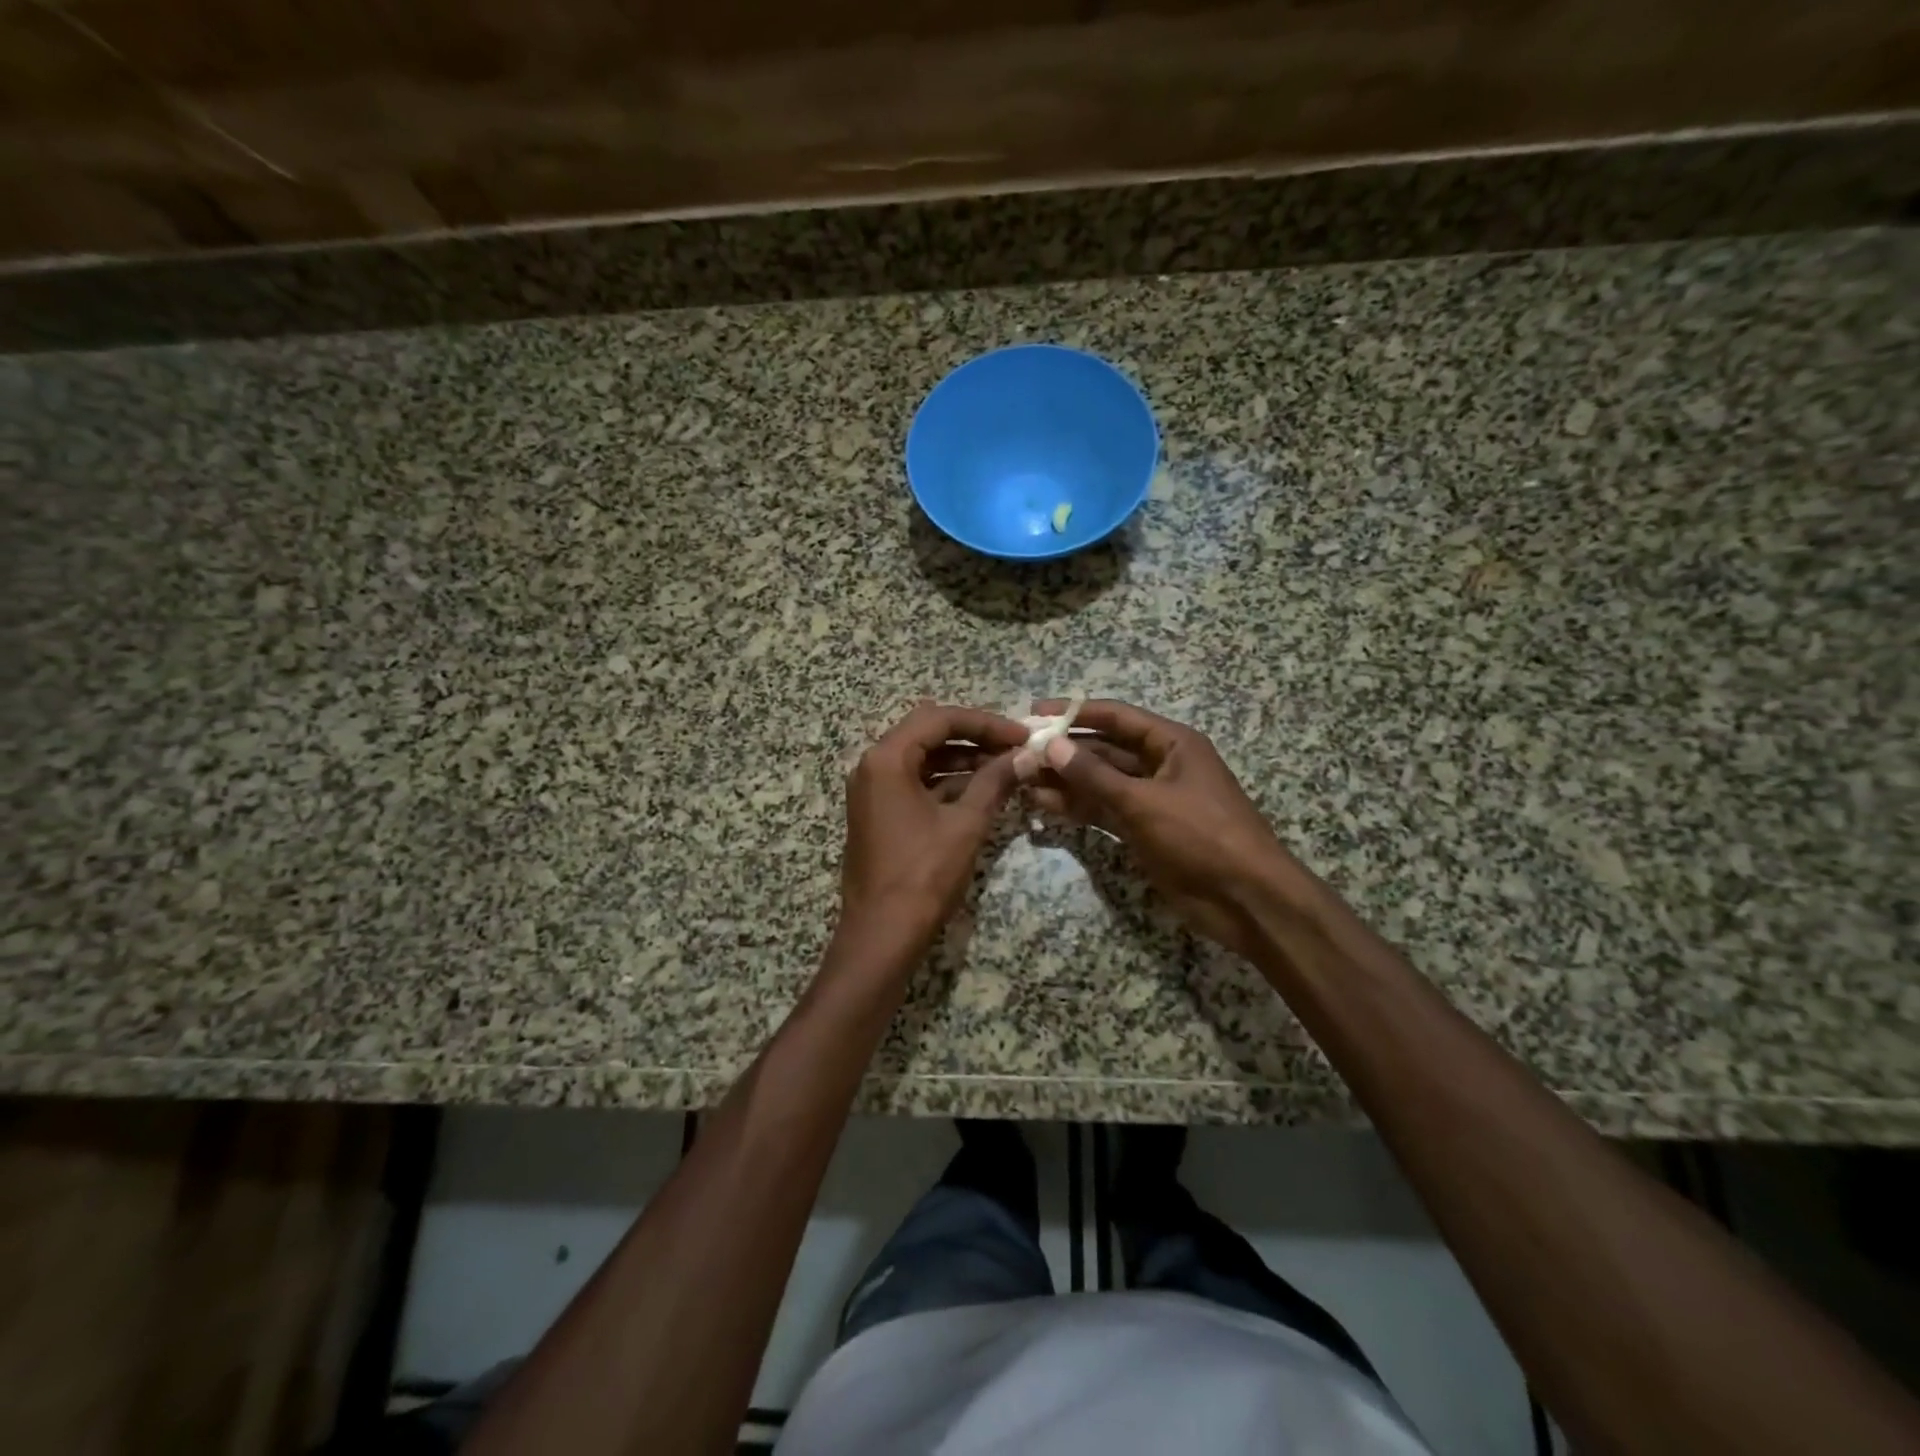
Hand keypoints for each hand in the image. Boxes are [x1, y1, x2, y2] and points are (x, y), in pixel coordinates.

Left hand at [834, 701, 1030, 970]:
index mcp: (887, 759)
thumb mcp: (966, 824)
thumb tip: (1026, 755)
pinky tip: (983, 791)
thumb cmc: (923, 876)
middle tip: (1016, 748)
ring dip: (963, 760)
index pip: (940, 719)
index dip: (986, 723)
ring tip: (1007, 768)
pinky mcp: (879, 813)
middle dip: (975, 737)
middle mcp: (873, 766)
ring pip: (923, 759)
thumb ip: (995, 782)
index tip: (1022, 735)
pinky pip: (915, 783)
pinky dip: (947, 783)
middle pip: (928, 733)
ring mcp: (872, 791)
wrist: (881, 935)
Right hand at [1026, 699, 1302, 958]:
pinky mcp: (1143, 830)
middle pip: (1104, 750)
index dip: (1075, 712)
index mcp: (1172, 744)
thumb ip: (1095, 775)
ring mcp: (1151, 800)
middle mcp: (1160, 765)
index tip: (1035, 712)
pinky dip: (1078, 808)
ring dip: (1065, 781)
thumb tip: (1051, 746)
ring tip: (1022, 779)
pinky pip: (1104, 811)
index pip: (1116, 718)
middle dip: (1064, 751)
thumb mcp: (1144, 801)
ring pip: (1100, 783)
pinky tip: (1044, 805)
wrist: (1245, 899)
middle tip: (1020, 752)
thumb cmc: (1201, 836)